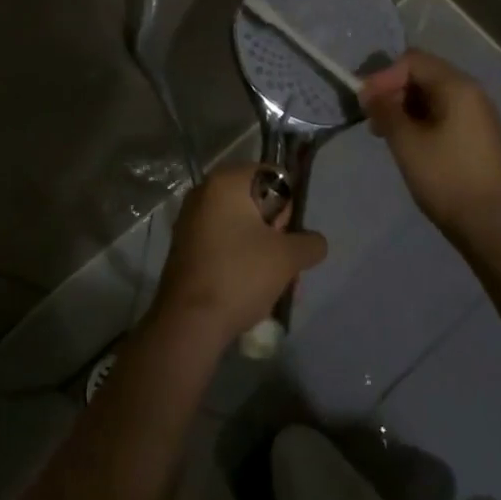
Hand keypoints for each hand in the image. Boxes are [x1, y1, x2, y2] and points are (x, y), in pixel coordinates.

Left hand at [151, 163, 327, 345]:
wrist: (188, 323)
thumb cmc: (239, 275)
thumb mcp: (287, 258)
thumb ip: (310, 243)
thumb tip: (315, 242)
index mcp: (226, 182)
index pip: (272, 176)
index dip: (287, 206)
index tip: (287, 235)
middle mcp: (204, 192)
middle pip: (256, 204)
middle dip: (276, 234)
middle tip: (284, 264)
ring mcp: (191, 220)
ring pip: (241, 228)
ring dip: (261, 251)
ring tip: (273, 285)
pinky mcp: (185, 247)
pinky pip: (223, 244)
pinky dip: (240, 260)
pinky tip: (250, 290)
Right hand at [360, 49, 500, 241]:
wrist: (493, 226)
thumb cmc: (447, 178)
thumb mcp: (407, 142)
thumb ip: (384, 110)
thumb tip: (367, 91)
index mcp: (457, 86)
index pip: (412, 61)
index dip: (384, 76)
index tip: (365, 104)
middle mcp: (471, 91)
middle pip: (423, 74)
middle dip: (393, 91)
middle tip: (373, 120)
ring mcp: (477, 114)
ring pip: (432, 95)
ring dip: (404, 107)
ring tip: (386, 134)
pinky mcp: (477, 135)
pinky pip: (443, 113)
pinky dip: (420, 120)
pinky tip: (408, 143)